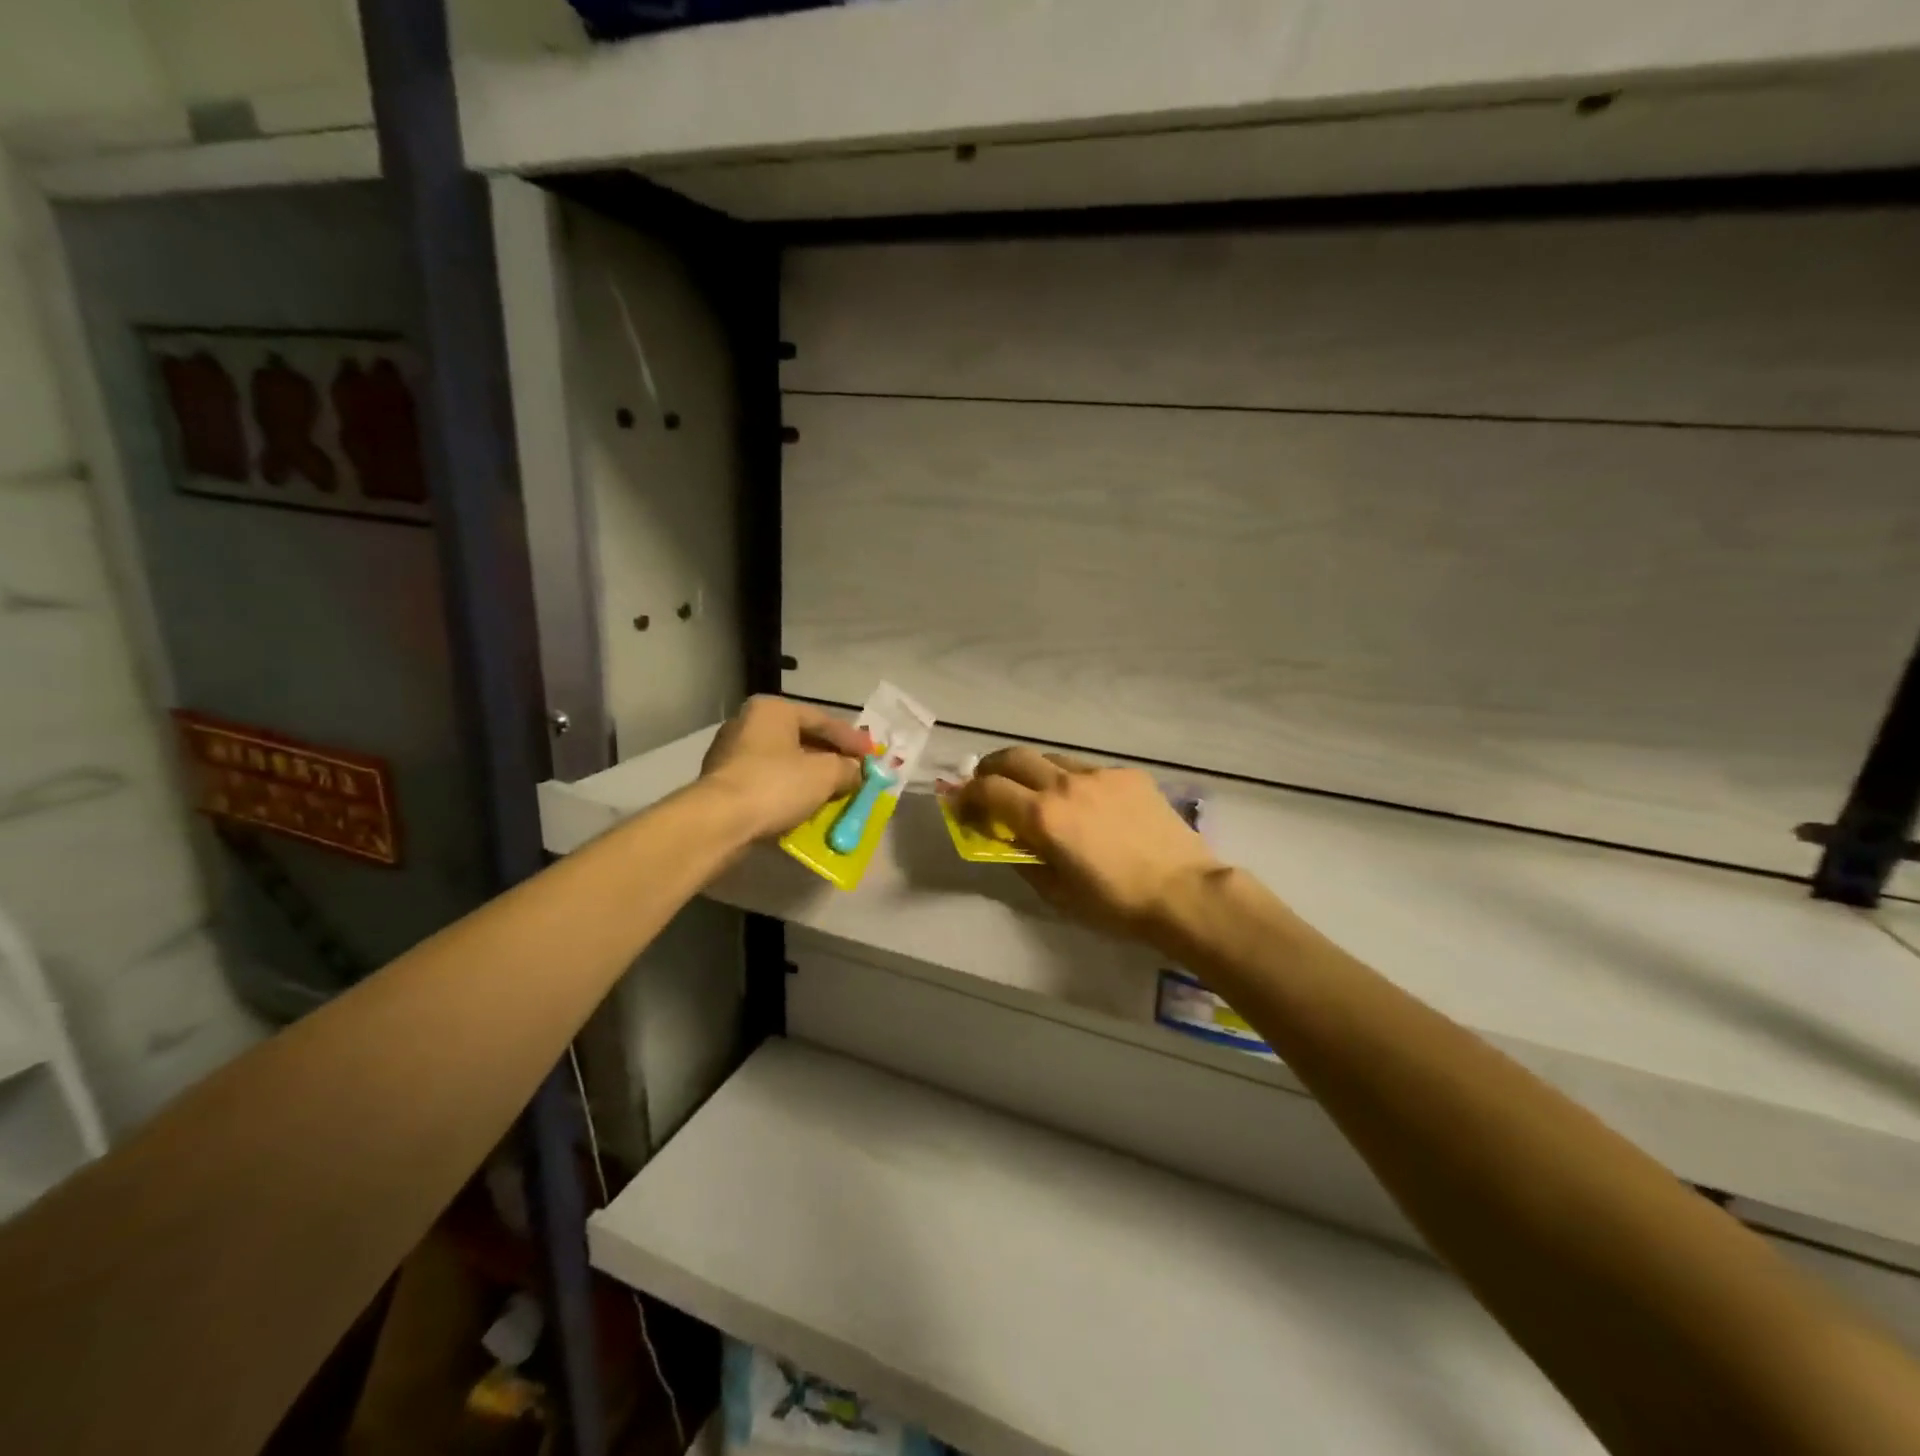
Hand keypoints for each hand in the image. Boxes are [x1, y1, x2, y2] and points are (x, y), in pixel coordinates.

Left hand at [699, 697, 871, 841]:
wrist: (719, 823)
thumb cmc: (776, 785)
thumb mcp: (826, 774)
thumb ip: (847, 768)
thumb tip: (856, 772)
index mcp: (772, 710)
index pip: (822, 719)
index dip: (852, 739)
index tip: (873, 756)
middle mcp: (748, 723)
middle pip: (802, 739)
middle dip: (831, 758)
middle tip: (855, 772)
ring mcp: (731, 753)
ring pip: (784, 761)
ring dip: (811, 776)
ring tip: (835, 791)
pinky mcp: (724, 782)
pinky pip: (768, 781)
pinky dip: (790, 791)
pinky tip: (807, 805)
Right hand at [947, 746, 1222, 942]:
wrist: (1184, 891)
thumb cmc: (1115, 904)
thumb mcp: (1057, 894)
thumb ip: (1024, 860)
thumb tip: (1007, 840)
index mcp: (1043, 817)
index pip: (988, 790)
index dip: (967, 795)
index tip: (961, 805)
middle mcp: (1065, 784)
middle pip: (1013, 757)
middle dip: (991, 768)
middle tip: (987, 785)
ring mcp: (1099, 775)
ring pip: (1051, 758)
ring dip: (1032, 771)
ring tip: (1036, 792)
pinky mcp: (1128, 775)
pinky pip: (1087, 769)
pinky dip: (1072, 781)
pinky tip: (1086, 804)